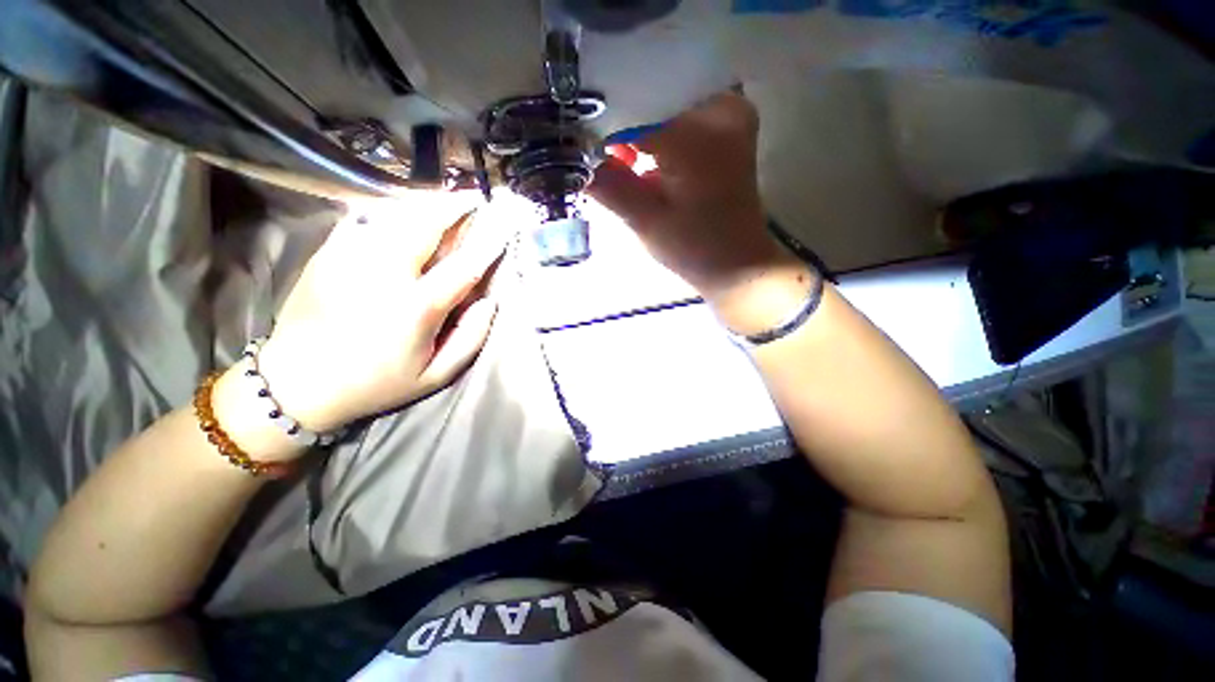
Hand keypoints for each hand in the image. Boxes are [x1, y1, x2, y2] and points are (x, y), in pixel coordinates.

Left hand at [238, 192, 505, 436]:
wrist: (295, 383)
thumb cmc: (375, 383)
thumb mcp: (435, 375)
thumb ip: (470, 338)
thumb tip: (489, 301)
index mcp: (415, 308)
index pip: (463, 267)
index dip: (488, 245)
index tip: (505, 228)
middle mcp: (383, 274)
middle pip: (425, 225)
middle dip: (454, 207)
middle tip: (474, 197)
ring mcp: (350, 258)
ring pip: (396, 215)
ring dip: (426, 204)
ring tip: (447, 200)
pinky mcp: (328, 254)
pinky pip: (367, 221)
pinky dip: (394, 212)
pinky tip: (407, 214)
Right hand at [588, 92, 798, 308]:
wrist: (738, 263)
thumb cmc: (693, 249)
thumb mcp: (645, 221)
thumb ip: (607, 186)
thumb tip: (570, 159)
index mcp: (697, 135)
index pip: (634, 109)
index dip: (601, 123)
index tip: (575, 139)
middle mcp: (720, 108)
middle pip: (653, 95)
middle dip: (619, 118)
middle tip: (590, 143)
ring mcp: (730, 112)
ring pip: (667, 101)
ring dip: (638, 124)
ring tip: (615, 154)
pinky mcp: (730, 126)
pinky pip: (683, 111)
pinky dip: (659, 128)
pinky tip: (641, 154)